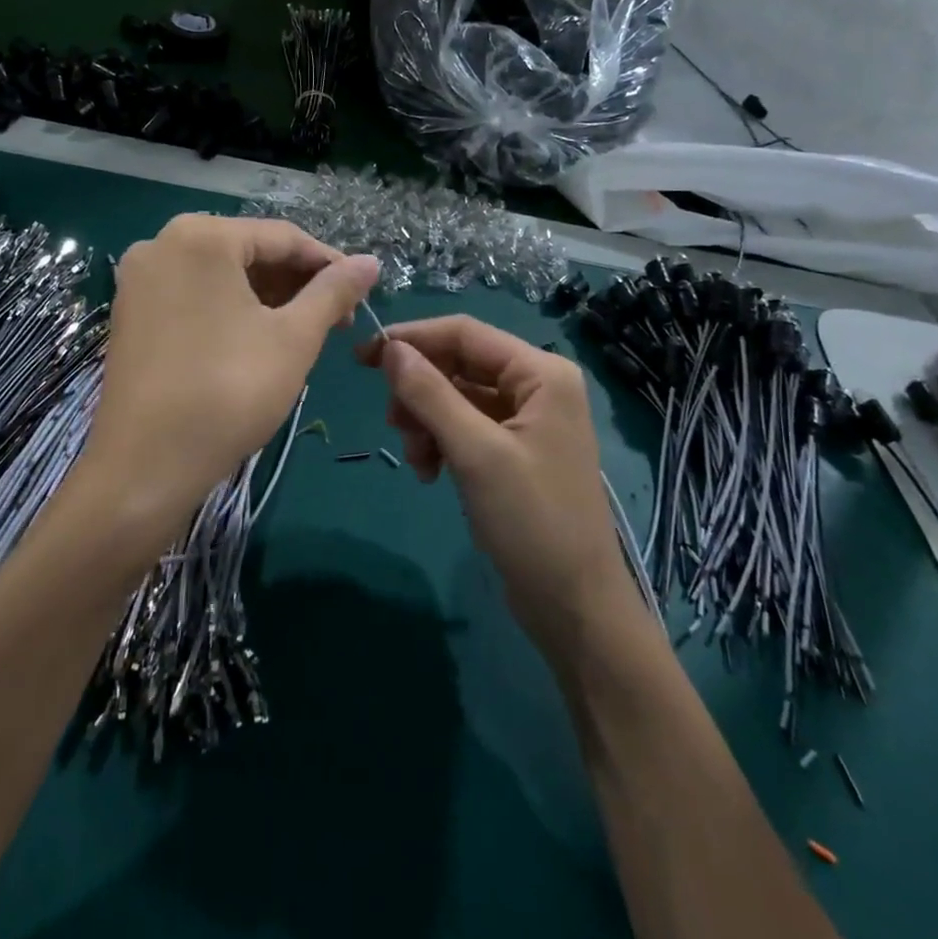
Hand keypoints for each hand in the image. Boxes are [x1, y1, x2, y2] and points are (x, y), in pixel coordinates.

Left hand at [84, 215, 377, 535]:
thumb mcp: (294, 338)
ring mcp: (139, 280)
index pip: (283, 237)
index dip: (329, 264)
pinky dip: (230, 309)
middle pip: (248, 252)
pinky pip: (193, 295)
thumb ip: (334, 291)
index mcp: (201, 236)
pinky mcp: (129, 313)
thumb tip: (371, 262)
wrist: (146, 466)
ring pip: (221, 275)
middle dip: (296, 283)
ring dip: (267, 297)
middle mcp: (162, 244)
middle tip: (335, 319)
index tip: (361, 294)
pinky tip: (256, 339)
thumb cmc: (229, 391)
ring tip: (303, 332)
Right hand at [359, 316, 635, 655]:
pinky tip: (430, 473)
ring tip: (417, 460)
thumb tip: (390, 348)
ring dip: (426, 421)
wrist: (574, 605)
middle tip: (393, 424)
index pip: (464, 332)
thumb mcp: (476, 453)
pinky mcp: (513, 449)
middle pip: (459, 364)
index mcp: (541, 373)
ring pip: (456, 396)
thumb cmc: (532, 521)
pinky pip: (464, 426)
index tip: (363, 356)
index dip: (412, 338)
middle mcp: (536, 385)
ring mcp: (525, 418)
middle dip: (420, 391)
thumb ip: (431, 394)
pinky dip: (440, 442)